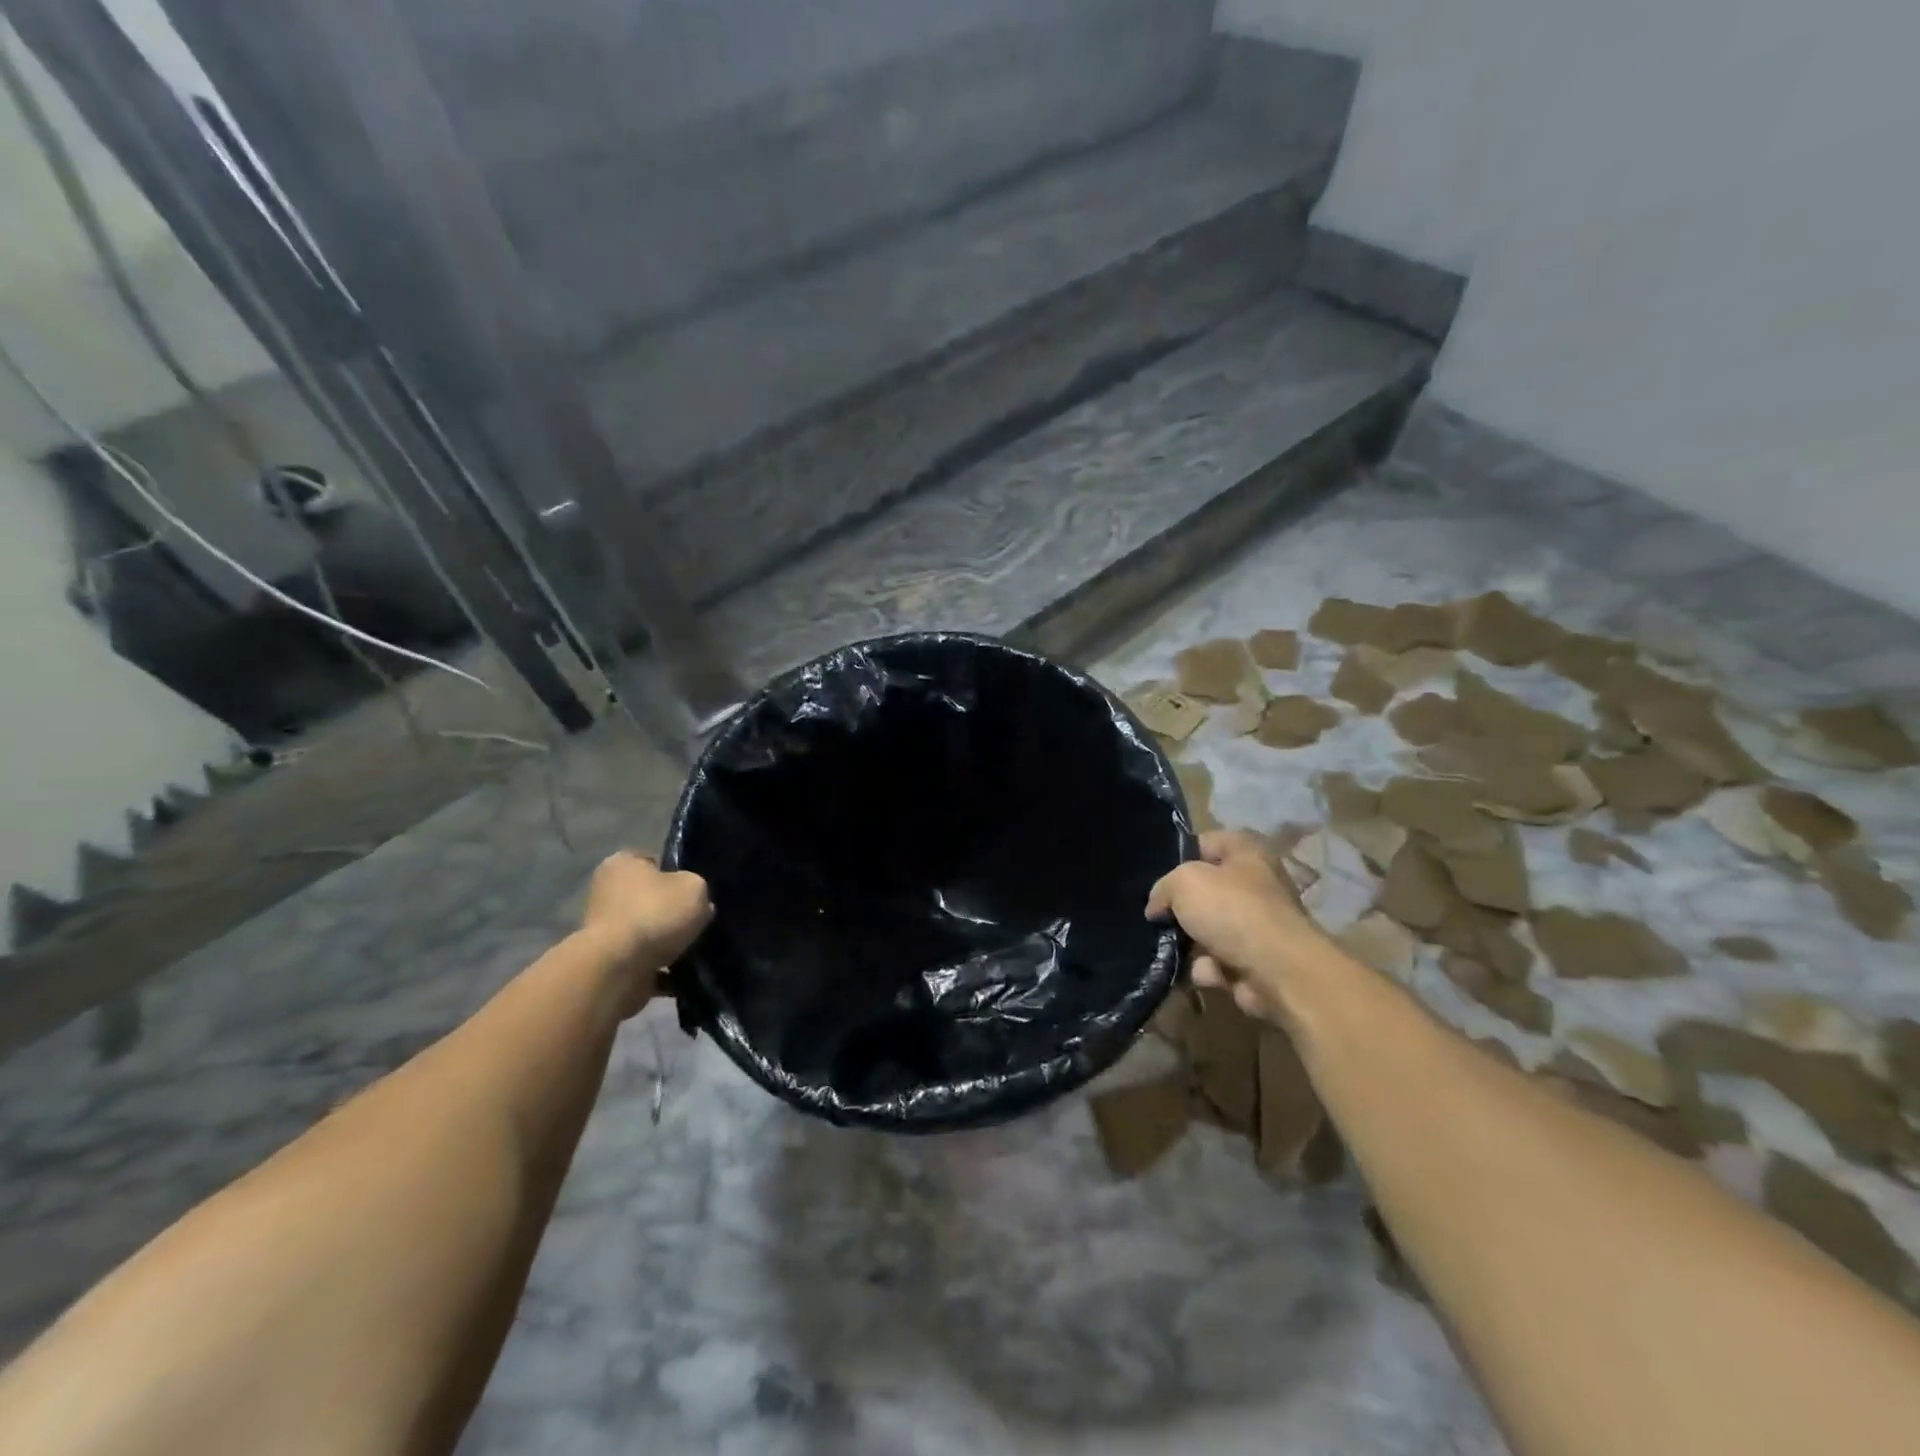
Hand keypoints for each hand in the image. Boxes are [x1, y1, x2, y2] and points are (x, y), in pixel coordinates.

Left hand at [580, 851, 712, 1015]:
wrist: (618, 969)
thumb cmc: (655, 913)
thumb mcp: (694, 887)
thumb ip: (698, 889)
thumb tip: (697, 903)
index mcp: (621, 864)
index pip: (652, 861)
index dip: (677, 873)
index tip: (696, 890)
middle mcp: (606, 893)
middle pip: (649, 899)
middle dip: (672, 912)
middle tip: (699, 920)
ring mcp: (604, 932)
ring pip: (648, 933)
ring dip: (668, 944)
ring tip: (696, 951)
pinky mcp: (608, 965)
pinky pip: (645, 964)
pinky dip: (663, 971)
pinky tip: (685, 976)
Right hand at [1146, 830, 1328, 1024]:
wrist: (1280, 972)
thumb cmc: (1232, 911)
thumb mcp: (1184, 883)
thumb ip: (1163, 888)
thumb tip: (1157, 906)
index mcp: (1247, 852)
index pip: (1207, 842)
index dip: (1181, 856)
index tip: (1159, 877)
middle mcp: (1257, 884)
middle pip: (1207, 891)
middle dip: (1182, 908)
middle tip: (1160, 917)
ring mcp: (1260, 926)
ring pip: (1209, 930)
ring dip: (1191, 944)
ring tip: (1176, 950)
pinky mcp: (1258, 962)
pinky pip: (1220, 961)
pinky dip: (1209, 969)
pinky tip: (1205, 973)